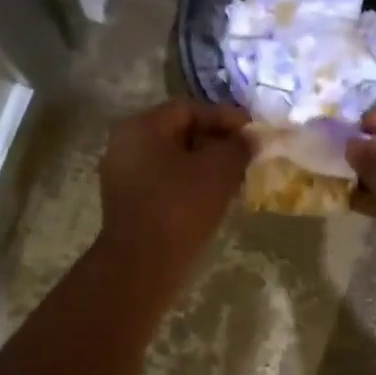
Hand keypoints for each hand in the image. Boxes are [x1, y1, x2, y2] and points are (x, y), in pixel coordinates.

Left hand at [97, 101, 250, 278]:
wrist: (141, 265)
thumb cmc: (179, 207)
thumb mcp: (218, 170)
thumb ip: (238, 146)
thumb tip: (250, 137)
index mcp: (140, 127)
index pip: (188, 109)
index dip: (225, 117)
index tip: (253, 132)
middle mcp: (125, 145)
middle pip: (178, 133)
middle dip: (216, 142)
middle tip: (246, 154)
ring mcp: (122, 176)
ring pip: (172, 160)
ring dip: (205, 166)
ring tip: (236, 178)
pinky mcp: (128, 204)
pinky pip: (164, 183)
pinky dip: (189, 184)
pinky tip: (214, 198)